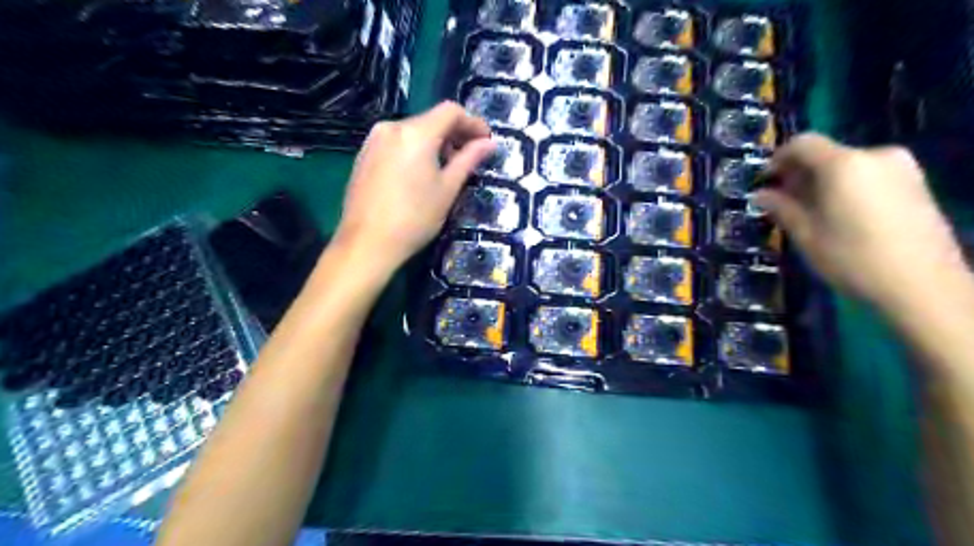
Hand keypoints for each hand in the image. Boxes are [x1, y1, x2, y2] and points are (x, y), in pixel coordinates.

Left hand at [333, 101, 495, 274]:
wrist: (367, 243)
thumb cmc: (414, 218)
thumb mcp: (447, 189)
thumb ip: (469, 160)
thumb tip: (489, 144)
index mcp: (416, 133)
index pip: (450, 111)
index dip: (473, 123)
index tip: (486, 141)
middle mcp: (392, 128)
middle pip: (430, 120)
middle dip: (454, 134)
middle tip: (470, 156)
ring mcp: (373, 141)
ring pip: (413, 132)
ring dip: (434, 142)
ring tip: (446, 168)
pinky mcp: (363, 155)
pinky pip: (396, 143)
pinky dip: (415, 150)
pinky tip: (420, 174)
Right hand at [751, 132, 965, 308]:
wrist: (923, 285)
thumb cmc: (852, 258)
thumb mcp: (806, 235)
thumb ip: (781, 208)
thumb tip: (761, 194)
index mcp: (844, 164)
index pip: (802, 143)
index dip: (778, 158)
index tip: (765, 181)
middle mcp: (875, 155)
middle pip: (827, 153)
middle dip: (800, 174)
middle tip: (783, 200)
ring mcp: (902, 168)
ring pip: (848, 166)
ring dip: (824, 182)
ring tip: (811, 211)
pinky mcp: (917, 184)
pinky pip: (869, 175)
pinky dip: (848, 187)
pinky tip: (841, 215)